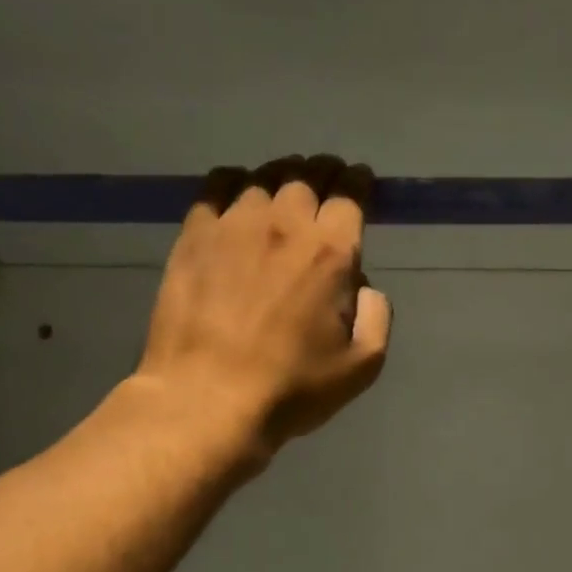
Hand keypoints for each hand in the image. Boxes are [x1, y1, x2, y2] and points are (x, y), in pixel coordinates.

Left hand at [134, 154, 390, 458]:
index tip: (361, 181)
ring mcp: (233, 226)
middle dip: (324, 172)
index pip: (350, 194)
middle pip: (306, 175)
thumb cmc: (292, 388)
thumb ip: (377, 317)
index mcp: (330, 253)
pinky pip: (216, 188)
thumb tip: (363, 287)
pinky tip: (237, 197)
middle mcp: (283, 225)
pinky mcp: (194, 237)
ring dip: (281, 178)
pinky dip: (234, 184)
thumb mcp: (362, 366)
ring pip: (262, 178)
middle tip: (327, 180)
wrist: (207, 399)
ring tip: (284, 189)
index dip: (359, 182)